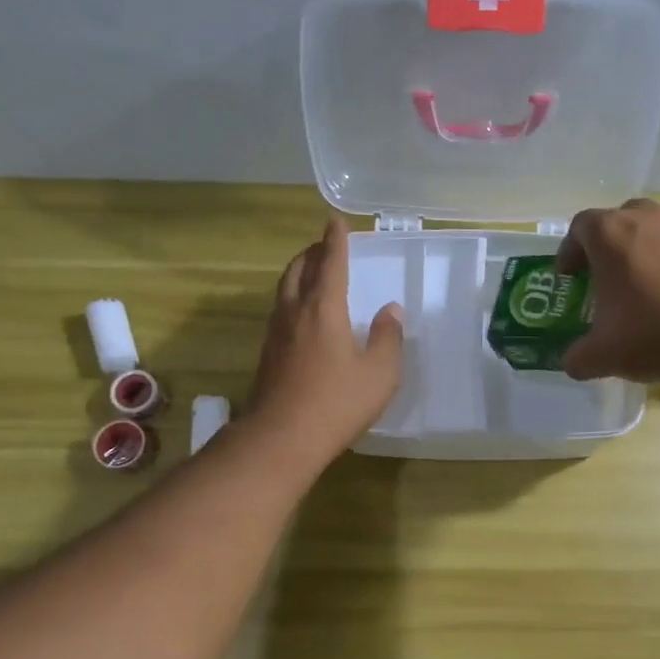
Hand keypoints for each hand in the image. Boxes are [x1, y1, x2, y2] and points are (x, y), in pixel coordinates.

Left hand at [249, 218, 403, 466]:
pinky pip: (280, 311)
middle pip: (299, 270)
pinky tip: (302, 315)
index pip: (330, 264)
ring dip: (298, 273)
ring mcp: (276, 334)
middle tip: (324, 245)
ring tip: (311, 272)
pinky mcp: (268, 355)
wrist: (282, 438)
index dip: (335, 240)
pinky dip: (292, 298)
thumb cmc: (337, 402)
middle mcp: (295, 313)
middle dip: (312, 252)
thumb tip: (391, 310)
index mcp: (324, 309)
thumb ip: (388, 337)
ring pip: (285, 290)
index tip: (335, 221)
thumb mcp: (379, 372)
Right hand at [555, 199, 659, 384]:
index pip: (580, 227)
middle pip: (623, 218)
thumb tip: (573, 362)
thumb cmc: (651, 336)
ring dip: (654, 244)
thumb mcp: (601, 356)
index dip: (571, 249)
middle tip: (610, 274)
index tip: (570, 275)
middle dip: (613, 242)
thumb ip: (578, 356)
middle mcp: (649, 218)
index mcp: (610, 236)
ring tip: (654, 277)